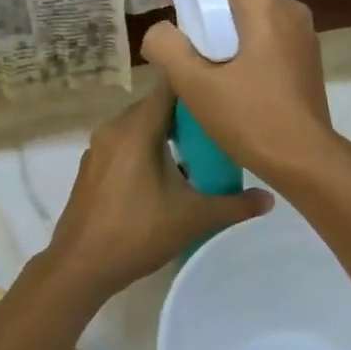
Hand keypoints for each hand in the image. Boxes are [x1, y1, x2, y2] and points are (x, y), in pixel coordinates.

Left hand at [39, 77, 271, 301]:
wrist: (79, 266)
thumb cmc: (136, 233)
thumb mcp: (193, 218)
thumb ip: (234, 205)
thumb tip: (270, 198)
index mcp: (136, 128)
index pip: (169, 86)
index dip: (196, 83)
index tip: (222, 88)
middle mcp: (113, 128)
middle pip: (155, 106)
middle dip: (186, 113)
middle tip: (218, 125)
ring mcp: (98, 148)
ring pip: (138, 126)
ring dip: (165, 133)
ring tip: (197, 151)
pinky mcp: (91, 167)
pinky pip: (124, 144)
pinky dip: (145, 148)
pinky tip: (165, 174)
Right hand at [139, 0, 335, 183]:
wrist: (306, 161)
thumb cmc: (250, 119)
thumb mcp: (194, 84)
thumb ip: (167, 47)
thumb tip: (160, 32)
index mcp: (265, 6)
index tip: (170, 6)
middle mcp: (289, 9)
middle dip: (203, 10)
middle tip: (180, 44)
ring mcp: (302, 33)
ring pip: (250, 16)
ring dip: (223, 31)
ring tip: (201, 64)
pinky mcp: (306, 56)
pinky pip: (266, 36)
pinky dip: (243, 45)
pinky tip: (229, 77)